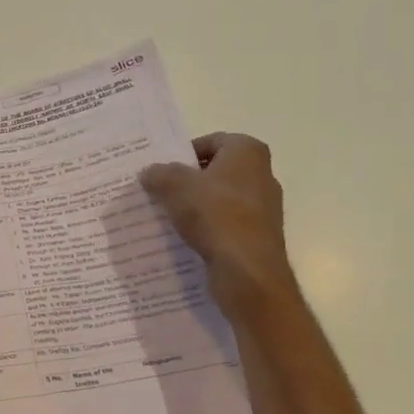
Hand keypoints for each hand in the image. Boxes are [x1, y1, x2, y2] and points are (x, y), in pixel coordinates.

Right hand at [141, 133, 299, 317]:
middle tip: (159, 191)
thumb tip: (150, 173)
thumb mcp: (175, 186)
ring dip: (195, 206)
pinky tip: (185, 239)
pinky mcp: (258, 237)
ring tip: (166, 216)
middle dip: (187, 180)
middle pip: (215, 171)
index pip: (211, 141)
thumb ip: (159, 173)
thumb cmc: (215, 215)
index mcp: (247, 152)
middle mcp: (262, 175)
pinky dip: (207, 229)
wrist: (248, 272)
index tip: (162, 169)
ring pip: (219, 200)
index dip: (184, 153)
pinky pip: (225, 225)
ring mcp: (263, 208)